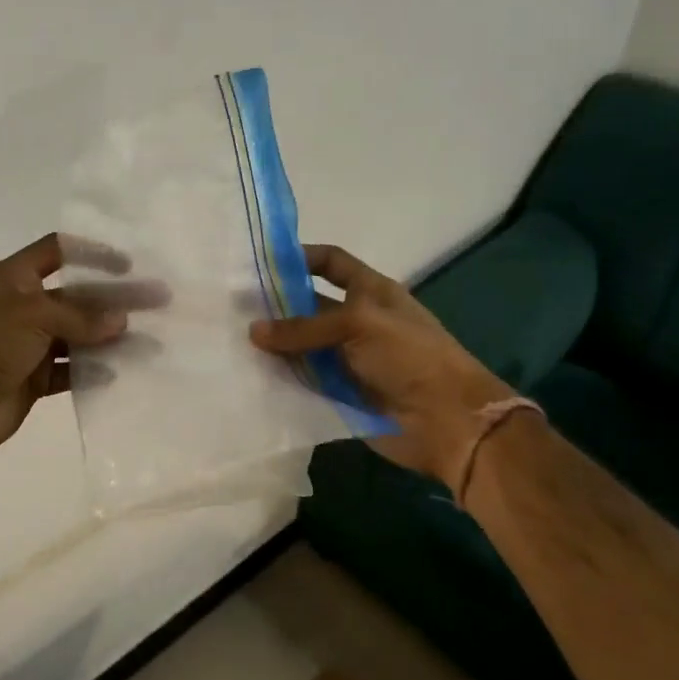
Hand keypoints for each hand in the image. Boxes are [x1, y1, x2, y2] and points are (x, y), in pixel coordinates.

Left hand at [0, 233, 154, 461]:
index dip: (91, 253)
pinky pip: (70, 370)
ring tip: (149, 341)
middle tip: (157, 301)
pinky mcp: (33, 378)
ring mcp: (29, 344)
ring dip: (110, 337)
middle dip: (115, 299)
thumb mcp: (34, 315)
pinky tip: (120, 371)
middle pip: (76, 295)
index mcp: (14, 278)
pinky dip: (92, 371)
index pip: (57, 251)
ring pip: (78, 335)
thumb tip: (121, 321)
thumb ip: (80, 317)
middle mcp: (23, 306)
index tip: (128, 264)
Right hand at [249, 244, 511, 490]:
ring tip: (230, 341)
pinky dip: (281, 378)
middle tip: (231, 307)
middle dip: (275, 305)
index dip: (300, 258)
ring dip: (274, 345)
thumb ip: (304, 327)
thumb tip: (253, 331)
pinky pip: (304, 380)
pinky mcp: (340, 393)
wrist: (447, 421)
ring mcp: (347, 359)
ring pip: (302, 346)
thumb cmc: (411, 356)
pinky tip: (249, 375)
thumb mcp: (358, 325)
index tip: (261, 262)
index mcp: (370, 292)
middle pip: (309, 306)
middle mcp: (356, 321)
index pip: (331, 263)